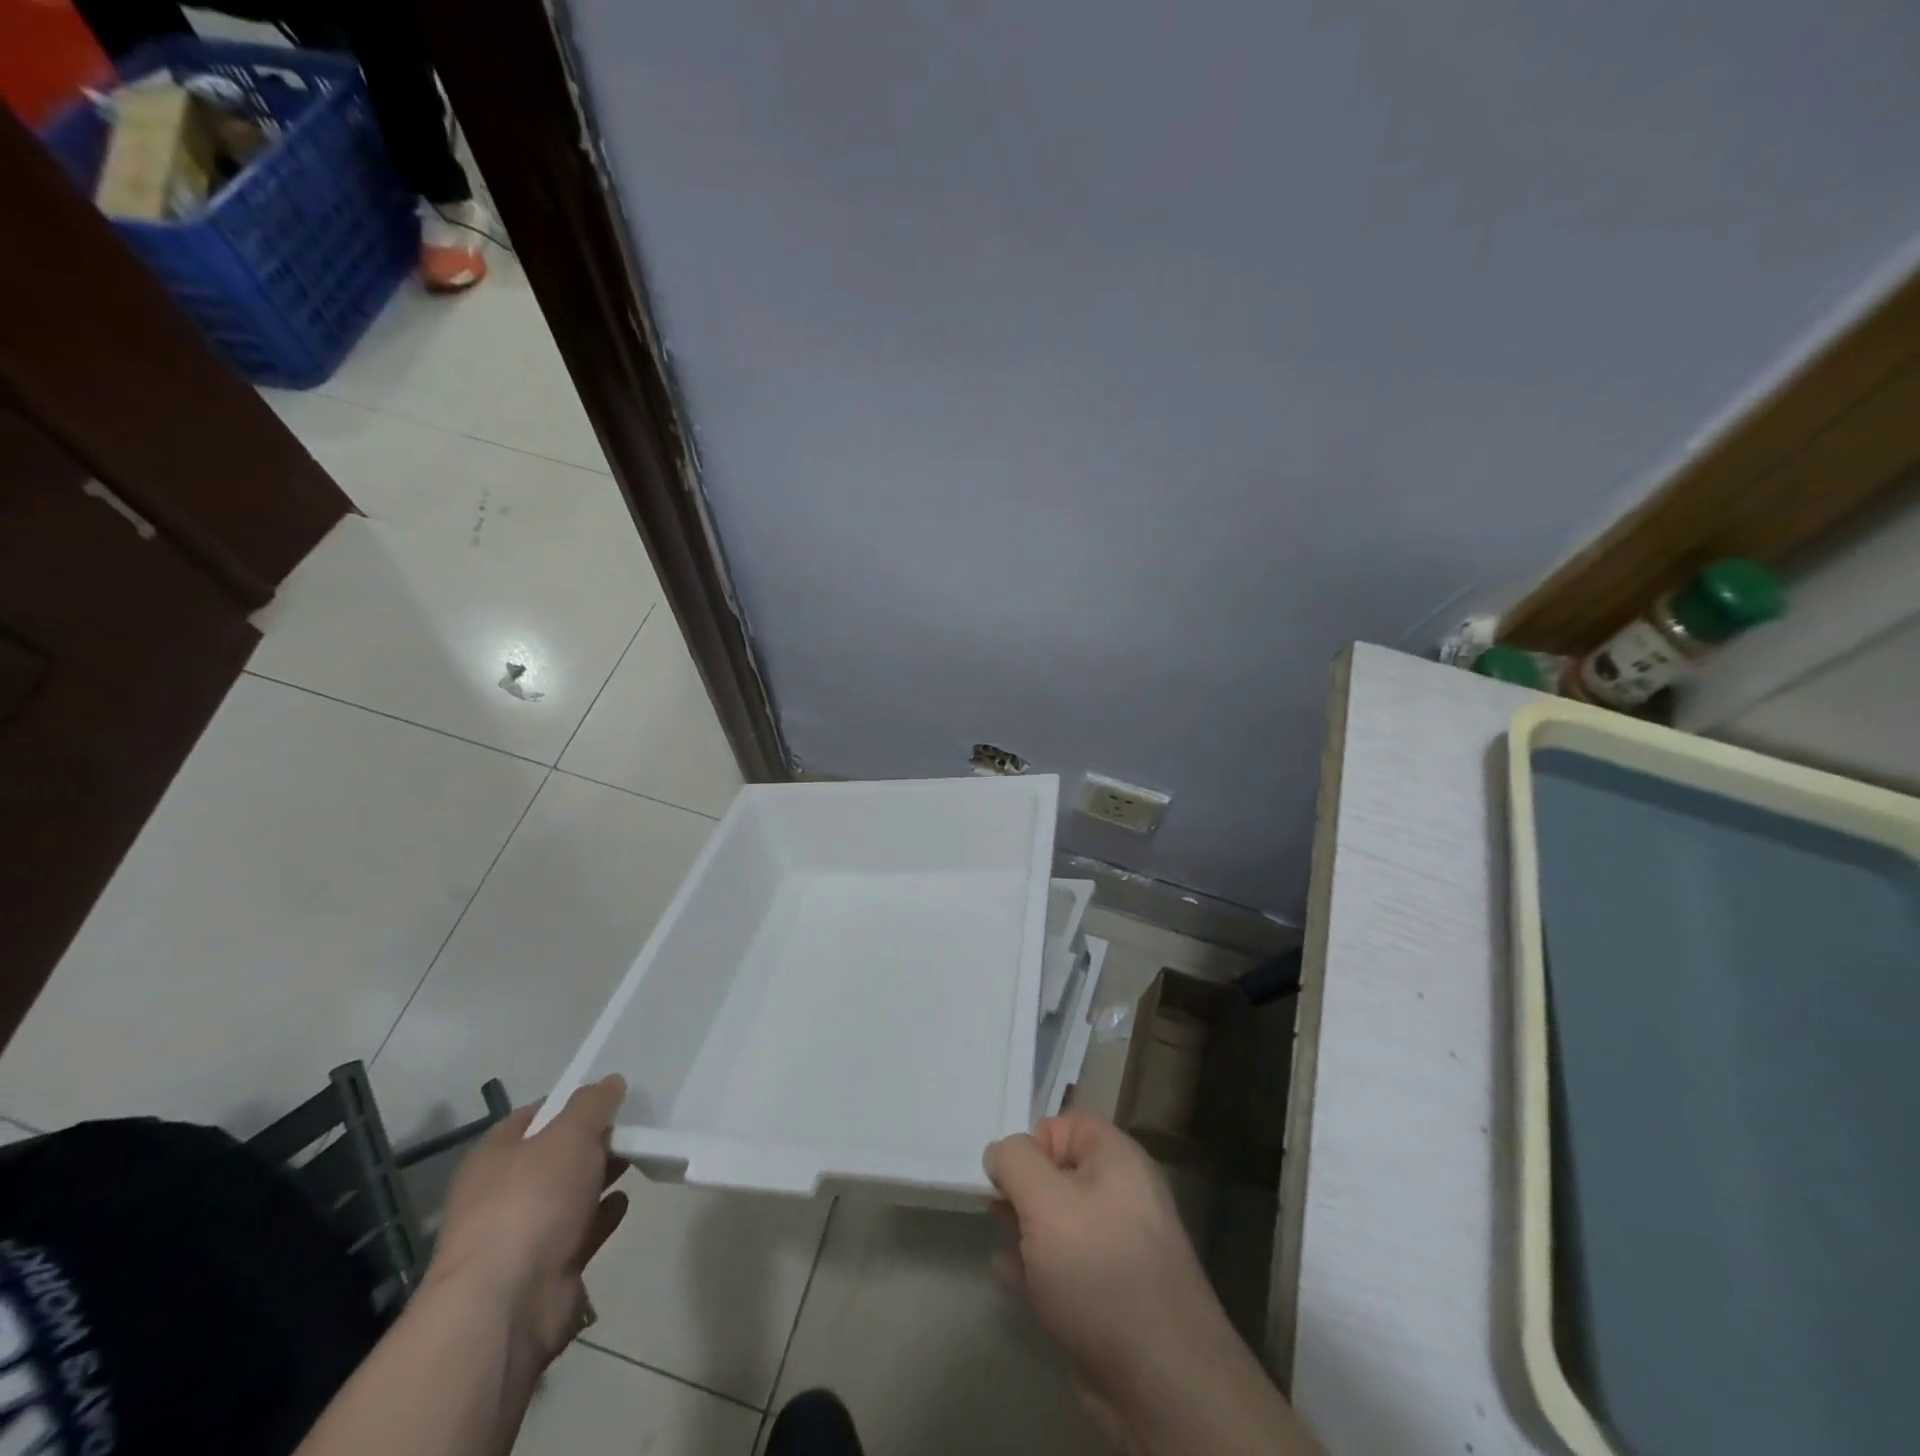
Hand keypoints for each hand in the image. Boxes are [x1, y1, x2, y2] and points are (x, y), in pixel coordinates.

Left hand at [425, 1075, 629, 1372]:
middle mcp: (502, 1195)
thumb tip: (611, 1082)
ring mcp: (523, 1236)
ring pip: (569, 1194)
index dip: (569, 1102)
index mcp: (494, 1158)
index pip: (534, 1116)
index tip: (609, 1095)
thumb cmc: (531, 1202)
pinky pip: (581, 1232)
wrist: (507, 1306)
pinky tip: (625, 1200)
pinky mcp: (547, 1270)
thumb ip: (593, 1105)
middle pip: (554, 1157)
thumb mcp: (569, 1135)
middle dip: (591, 1141)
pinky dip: (602, 1216)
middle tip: (634, 1124)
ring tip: (639, 1156)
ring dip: (600, 1177)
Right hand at [986, 1114, 1316, 1455]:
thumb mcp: (1046, 1201)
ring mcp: (1115, 1250)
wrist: (1161, 1382)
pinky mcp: (1106, 1298)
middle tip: (990, 1201)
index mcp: (1117, 1160)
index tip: (1005, 1173)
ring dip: (1024, 1225)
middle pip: (1060, 1172)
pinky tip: (1004, 1272)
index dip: (1032, 1141)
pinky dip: (1033, 1266)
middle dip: (1023, 1184)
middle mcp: (1120, 1196)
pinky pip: (1062, 1268)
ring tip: (992, 1228)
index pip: (1067, 1125)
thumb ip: (1015, 1163)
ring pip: (1059, 1222)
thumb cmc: (1100, 1269)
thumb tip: (1000, 1152)